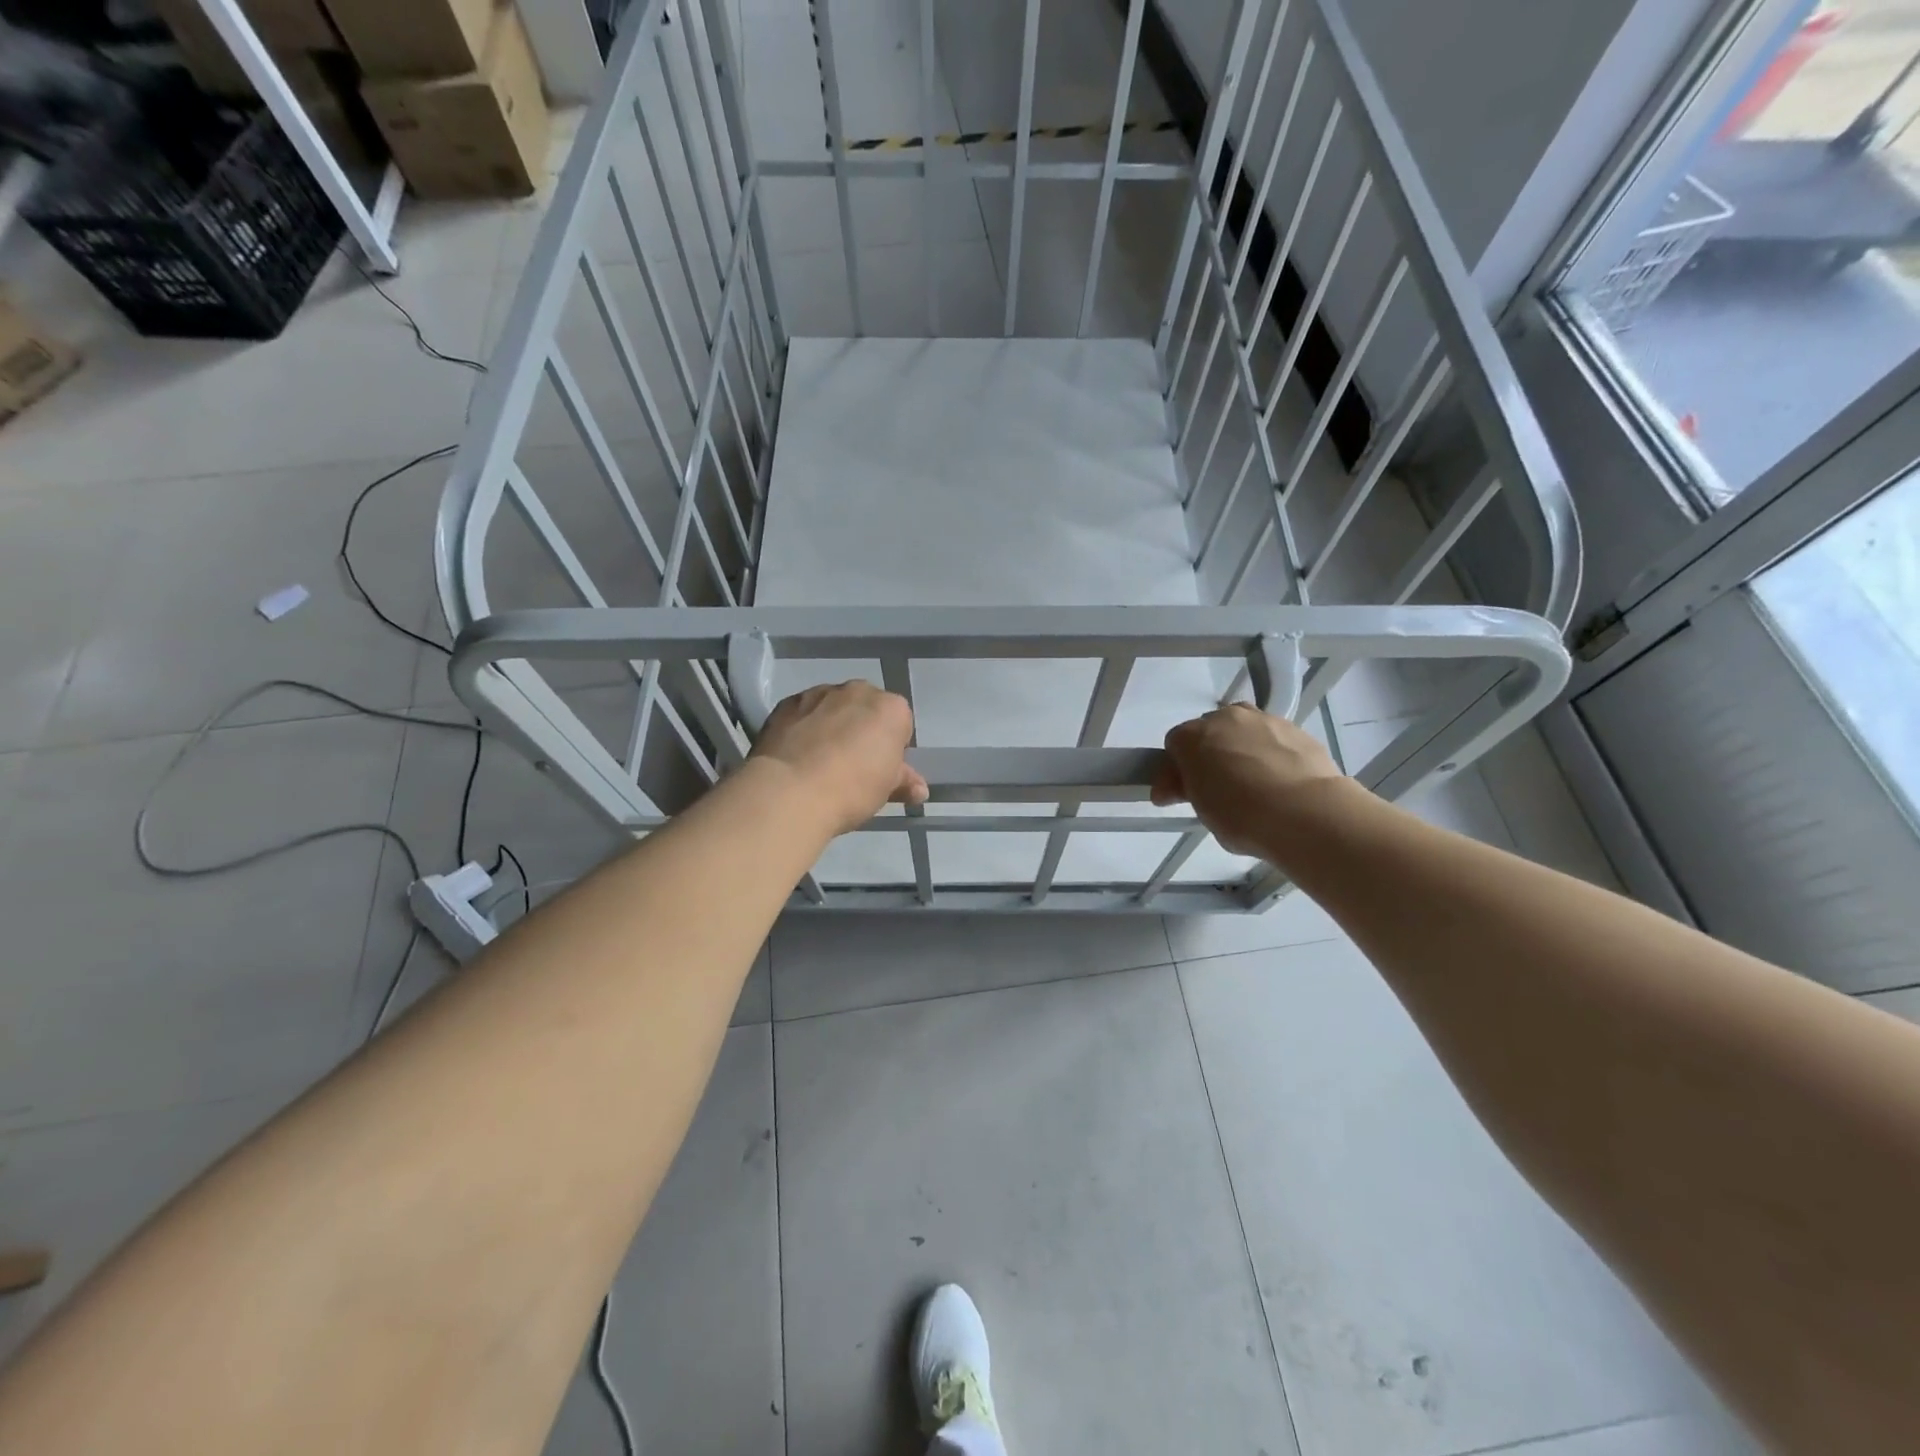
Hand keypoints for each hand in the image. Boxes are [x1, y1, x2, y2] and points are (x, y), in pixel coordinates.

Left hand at [748, 681, 928, 835]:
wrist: (790, 791)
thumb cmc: (852, 789)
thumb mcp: (886, 790)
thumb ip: (904, 781)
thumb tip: (918, 789)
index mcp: (891, 708)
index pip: (900, 723)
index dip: (891, 747)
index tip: (880, 769)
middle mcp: (856, 691)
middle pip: (866, 708)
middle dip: (861, 729)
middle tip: (852, 765)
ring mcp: (818, 693)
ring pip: (832, 707)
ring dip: (831, 725)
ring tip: (819, 761)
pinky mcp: (786, 703)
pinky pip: (803, 713)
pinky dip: (803, 727)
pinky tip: (797, 755)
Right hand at [1151, 704, 1347, 856]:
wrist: (1306, 812)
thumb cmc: (1241, 814)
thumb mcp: (1201, 809)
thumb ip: (1186, 791)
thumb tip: (1170, 789)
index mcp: (1192, 736)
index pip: (1174, 745)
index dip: (1176, 771)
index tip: (1182, 794)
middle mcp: (1225, 718)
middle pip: (1209, 732)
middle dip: (1209, 755)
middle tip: (1216, 788)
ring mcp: (1264, 720)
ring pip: (1243, 731)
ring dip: (1241, 749)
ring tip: (1253, 783)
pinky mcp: (1297, 729)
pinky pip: (1273, 740)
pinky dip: (1271, 754)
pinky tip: (1280, 781)